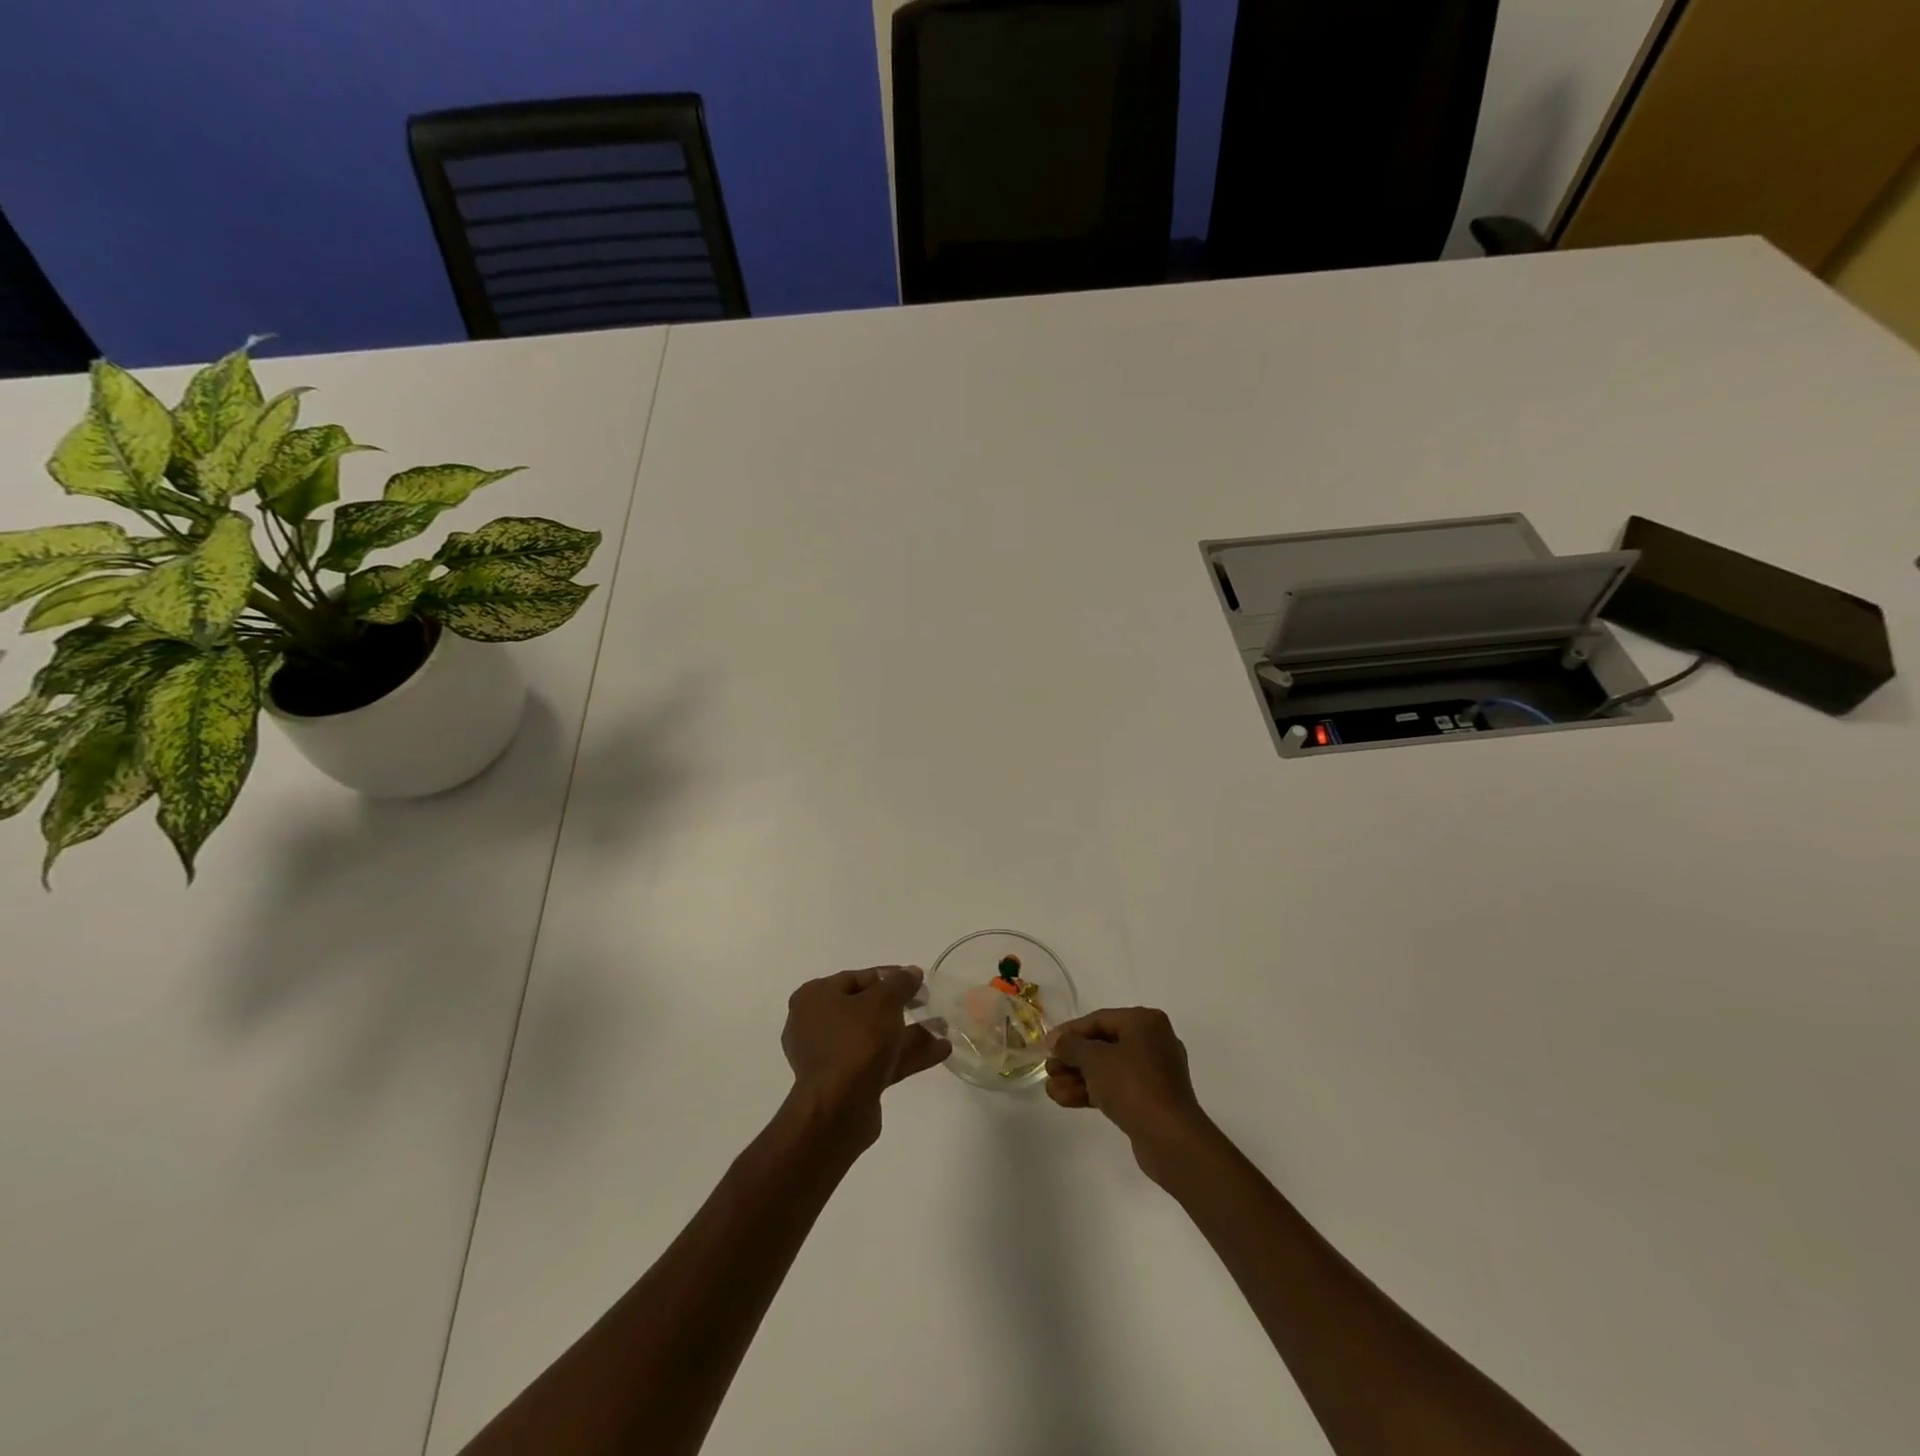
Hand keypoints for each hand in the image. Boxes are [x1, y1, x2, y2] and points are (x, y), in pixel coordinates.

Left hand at [782, 966, 950, 1145]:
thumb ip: (900, 983)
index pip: (856, 978)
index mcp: (815, 997)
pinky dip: (905, 1054)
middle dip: (902, 1006)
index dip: (890, 976)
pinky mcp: (846, 1083)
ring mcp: (831, 1057)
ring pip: (875, 1037)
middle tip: (928, 1002)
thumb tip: (911, 972)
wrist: (838, 1110)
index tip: (917, 980)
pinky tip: (940, 1050)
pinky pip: (879, 1060)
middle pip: (866, 1008)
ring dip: (909, 1032)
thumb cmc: (855, 1042)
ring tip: (944, 1027)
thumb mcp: (884, 1002)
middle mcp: (816, 1024)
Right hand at [1046, 1007, 1213, 1180]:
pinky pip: (1117, 1088)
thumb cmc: (1132, 1085)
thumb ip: (1072, 1046)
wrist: (1170, 1138)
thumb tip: (1058, 1041)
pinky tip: (1065, 1100)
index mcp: (1145, 1022)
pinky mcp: (1152, 1099)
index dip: (1070, 1032)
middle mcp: (1153, 1041)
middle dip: (1073, 1059)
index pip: (1099, 1019)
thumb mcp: (1094, 1059)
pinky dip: (1093, 1091)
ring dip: (1078, 1078)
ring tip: (1051, 1089)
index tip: (1047, 1045)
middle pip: (1103, 1045)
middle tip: (1049, 1069)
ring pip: (1108, 1069)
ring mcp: (1154, 1073)